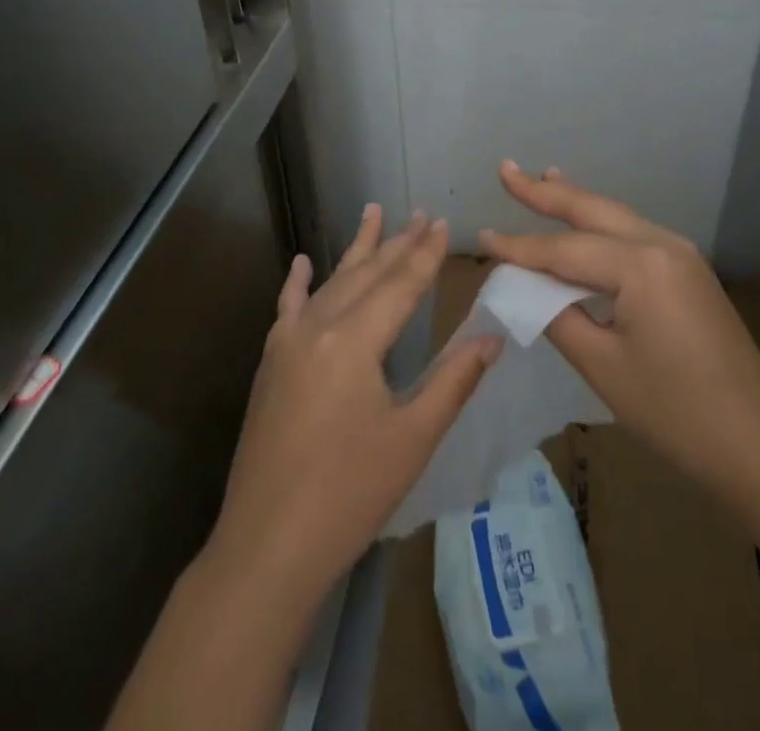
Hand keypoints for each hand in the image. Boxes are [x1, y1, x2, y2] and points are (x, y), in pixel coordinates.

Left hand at [206, 207, 502, 605]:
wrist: (267, 546)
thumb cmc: (350, 494)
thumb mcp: (413, 438)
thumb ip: (453, 380)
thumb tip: (492, 338)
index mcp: (355, 341)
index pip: (400, 285)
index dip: (425, 255)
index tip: (442, 223)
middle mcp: (318, 327)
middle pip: (366, 275)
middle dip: (397, 243)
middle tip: (420, 214)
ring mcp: (288, 343)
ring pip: (331, 282)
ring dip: (356, 250)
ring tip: (374, 212)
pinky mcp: (271, 363)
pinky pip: (287, 308)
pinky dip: (298, 282)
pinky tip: (304, 262)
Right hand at [479, 162, 759, 498]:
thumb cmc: (675, 411)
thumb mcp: (603, 365)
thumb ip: (557, 315)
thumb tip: (524, 286)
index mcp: (641, 264)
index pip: (564, 249)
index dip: (518, 246)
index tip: (481, 236)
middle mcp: (662, 244)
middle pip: (592, 210)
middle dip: (546, 191)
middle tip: (506, 169)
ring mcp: (681, 256)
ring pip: (614, 217)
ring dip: (575, 201)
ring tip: (543, 177)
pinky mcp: (688, 273)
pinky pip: (633, 236)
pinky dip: (601, 224)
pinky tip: (587, 221)